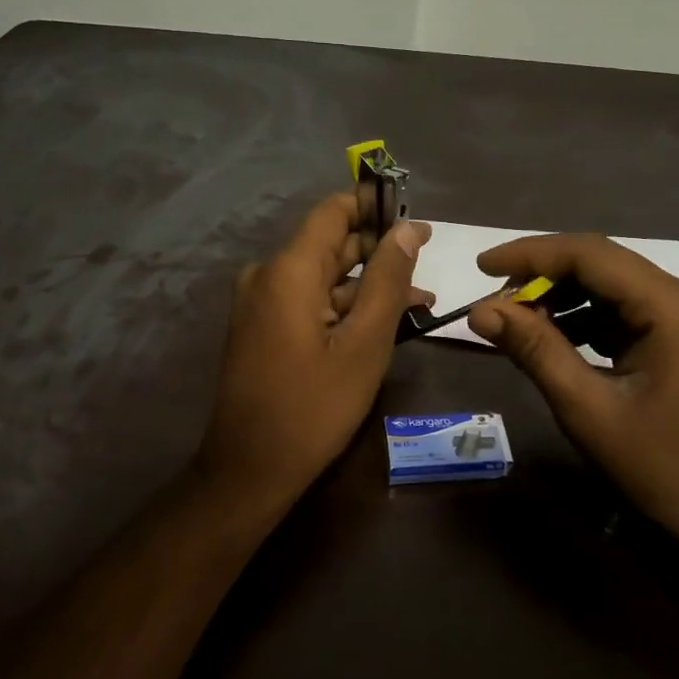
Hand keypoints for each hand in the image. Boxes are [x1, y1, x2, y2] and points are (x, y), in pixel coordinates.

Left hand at [195, 194, 431, 519]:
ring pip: (323, 277)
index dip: (375, 208)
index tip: (416, 221)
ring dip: (367, 285)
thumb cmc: (314, 407)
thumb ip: (388, 281)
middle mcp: (267, 276)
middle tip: (428, 262)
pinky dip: (344, 307)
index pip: (333, 212)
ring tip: (421, 299)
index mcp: (288, 270)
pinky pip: (308, 302)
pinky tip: (382, 321)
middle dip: (379, 250)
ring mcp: (260, 304)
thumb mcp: (364, 344)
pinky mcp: (262, 328)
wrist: (250, 469)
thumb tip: (408, 230)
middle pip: (329, 244)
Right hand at [467, 235, 678, 557]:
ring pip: (610, 286)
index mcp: (672, 307)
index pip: (591, 254)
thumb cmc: (658, 468)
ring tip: (515, 320)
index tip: (482, 267)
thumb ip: (535, 350)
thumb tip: (480, 310)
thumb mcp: (586, 408)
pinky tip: (551, 337)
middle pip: (602, 263)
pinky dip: (583, 318)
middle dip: (543, 274)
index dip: (531, 253)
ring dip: (561, 297)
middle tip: (493, 298)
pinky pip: (622, 311)